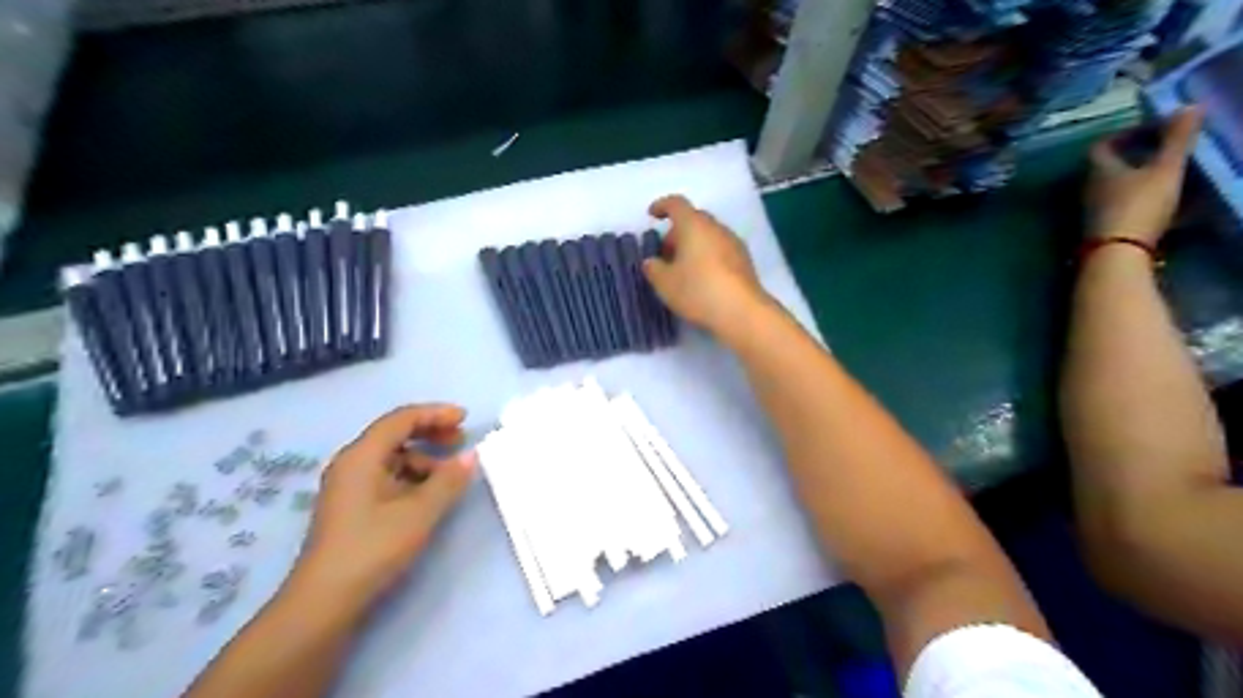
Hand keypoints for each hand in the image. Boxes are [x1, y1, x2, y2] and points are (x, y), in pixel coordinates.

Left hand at [293, 407, 477, 601]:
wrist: (324, 603)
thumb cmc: (372, 548)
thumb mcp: (419, 513)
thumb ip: (448, 481)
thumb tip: (471, 456)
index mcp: (361, 456)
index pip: (401, 419)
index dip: (435, 414)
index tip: (465, 419)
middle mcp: (351, 464)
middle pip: (394, 434)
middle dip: (430, 433)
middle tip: (460, 440)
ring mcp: (349, 487)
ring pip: (392, 458)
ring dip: (423, 458)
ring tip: (449, 474)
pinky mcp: (351, 508)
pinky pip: (386, 477)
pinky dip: (412, 477)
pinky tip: (429, 494)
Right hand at [640, 193, 768, 335]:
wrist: (743, 312)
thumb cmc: (698, 290)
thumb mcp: (665, 283)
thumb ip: (653, 268)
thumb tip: (652, 261)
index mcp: (694, 225)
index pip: (676, 204)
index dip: (662, 206)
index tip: (652, 215)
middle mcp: (716, 227)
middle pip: (694, 220)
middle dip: (677, 232)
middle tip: (665, 253)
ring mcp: (734, 243)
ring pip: (708, 235)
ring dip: (693, 246)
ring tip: (682, 270)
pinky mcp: (744, 261)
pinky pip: (720, 250)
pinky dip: (707, 257)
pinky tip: (701, 279)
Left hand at [1091, 104, 1203, 241]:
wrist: (1117, 254)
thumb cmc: (1138, 205)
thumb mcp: (1164, 169)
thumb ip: (1176, 139)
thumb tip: (1188, 105)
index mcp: (1098, 170)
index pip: (1102, 145)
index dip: (1125, 134)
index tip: (1154, 129)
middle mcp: (1090, 189)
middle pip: (1111, 167)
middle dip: (1140, 157)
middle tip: (1172, 151)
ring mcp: (1095, 211)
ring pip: (1120, 189)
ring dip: (1146, 180)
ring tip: (1178, 176)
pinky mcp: (1105, 230)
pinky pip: (1127, 208)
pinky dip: (1147, 202)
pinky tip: (1175, 206)